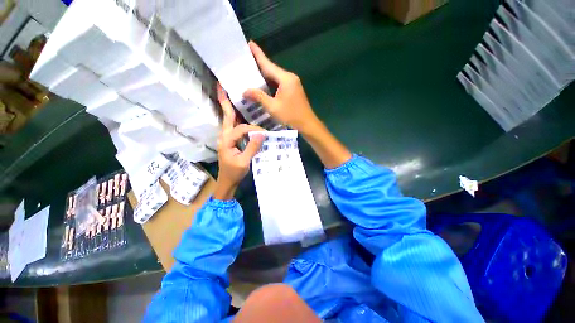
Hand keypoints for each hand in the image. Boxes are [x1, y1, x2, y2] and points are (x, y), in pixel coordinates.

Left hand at [214, 84, 264, 199]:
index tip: (263, 133)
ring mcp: (227, 138)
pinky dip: (236, 118)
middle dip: (225, 102)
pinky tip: (242, 114)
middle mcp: (224, 136)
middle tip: (223, 87)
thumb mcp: (244, 162)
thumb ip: (252, 147)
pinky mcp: (231, 141)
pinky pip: (234, 126)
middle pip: (227, 117)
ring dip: (230, 107)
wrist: (227, 181)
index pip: (241, 129)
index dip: (253, 129)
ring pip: (229, 120)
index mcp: (227, 141)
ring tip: (231, 95)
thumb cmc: (234, 173)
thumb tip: (262, 134)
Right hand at [243, 41, 320, 134]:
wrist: (307, 125)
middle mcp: (290, 78)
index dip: (258, 54)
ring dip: (265, 74)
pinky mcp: (293, 90)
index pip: (268, 64)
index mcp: (285, 79)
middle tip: (245, 59)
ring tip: (251, 70)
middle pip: (272, 69)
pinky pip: (280, 83)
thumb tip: (244, 91)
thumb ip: (259, 97)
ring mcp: (293, 84)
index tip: (249, 43)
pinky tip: (263, 84)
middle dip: (259, 64)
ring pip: (276, 77)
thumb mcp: (273, 107)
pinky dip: (270, 83)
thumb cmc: (291, 116)